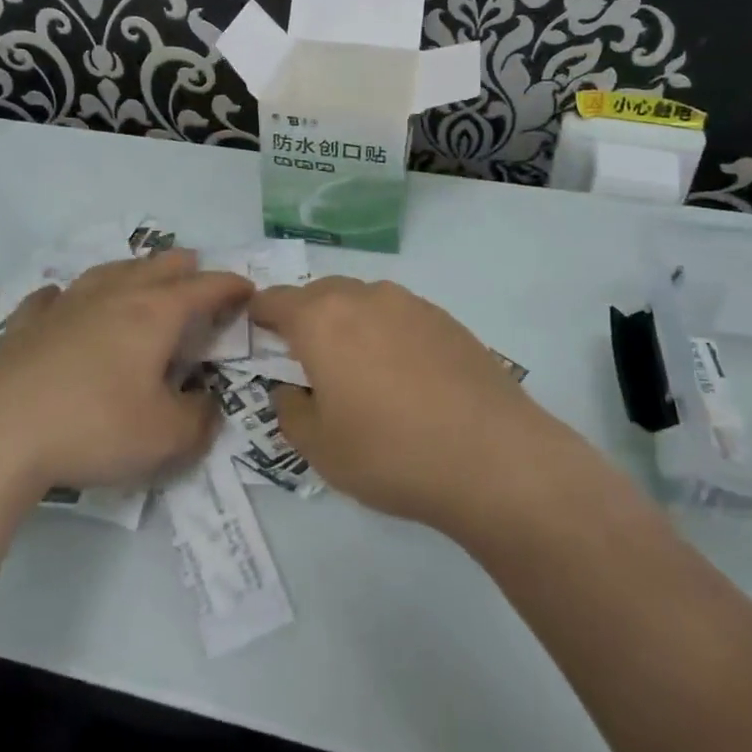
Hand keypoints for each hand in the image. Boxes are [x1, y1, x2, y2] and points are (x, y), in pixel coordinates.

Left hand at [0, 250, 252, 497]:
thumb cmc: (93, 427)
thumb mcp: (165, 437)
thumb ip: (199, 420)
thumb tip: (206, 405)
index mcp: (154, 314)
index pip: (204, 288)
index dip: (230, 286)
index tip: (248, 289)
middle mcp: (113, 297)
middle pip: (157, 267)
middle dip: (184, 267)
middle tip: (197, 271)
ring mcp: (65, 307)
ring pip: (107, 272)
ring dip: (132, 269)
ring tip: (141, 272)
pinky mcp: (25, 327)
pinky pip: (51, 299)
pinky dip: (67, 296)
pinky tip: (60, 299)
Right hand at [249, 278, 566, 531]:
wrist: (494, 458)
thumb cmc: (391, 453)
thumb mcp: (320, 448)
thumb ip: (290, 410)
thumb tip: (290, 390)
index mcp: (322, 320)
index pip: (275, 300)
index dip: (259, 315)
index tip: (257, 335)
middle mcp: (364, 298)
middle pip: (320, 294)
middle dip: (304, 318)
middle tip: (306, 359)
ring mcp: (410, 304)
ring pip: (363, 301)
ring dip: (349, 323)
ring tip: (358, 369)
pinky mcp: (447, 319)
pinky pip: (399, 315)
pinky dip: (387, 333)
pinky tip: (404, 375)